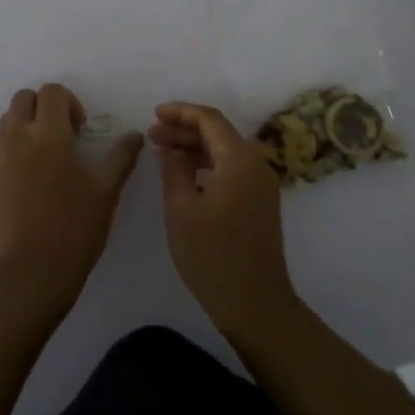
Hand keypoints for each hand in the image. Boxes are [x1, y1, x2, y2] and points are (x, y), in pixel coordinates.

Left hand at [0, 83, 142, 319]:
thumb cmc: (74, 230)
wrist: (29, 274)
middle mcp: (18, 139)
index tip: (81, 130)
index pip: (51, 92)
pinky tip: (35, 180)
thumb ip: (120, 158)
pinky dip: (16, 148)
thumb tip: (135, 135)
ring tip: (48, 156)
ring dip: (27, 124)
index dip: (69, 102)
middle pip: (23, 98)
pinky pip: (0, 147)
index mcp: (48, 136)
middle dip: (44, 106)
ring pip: (8, 120)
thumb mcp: (106, 193)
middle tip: (63, 136)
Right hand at [150, 102, 297, 335]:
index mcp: (239, 159)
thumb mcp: (181, 209)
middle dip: (184, 130)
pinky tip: (184, 175)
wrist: (255, 303)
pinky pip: (232, 170)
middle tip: (152, 135)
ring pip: (225, 152)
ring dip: (194, 148)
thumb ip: (175, 170)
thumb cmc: (213, 254)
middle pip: (219, 133)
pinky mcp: (260, 203)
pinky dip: (207, 165)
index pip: (209, 119)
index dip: (181, 112)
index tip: (154, 113)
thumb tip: (174, 151)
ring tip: (161, 153)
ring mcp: (261, 185)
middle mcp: (256, 164)